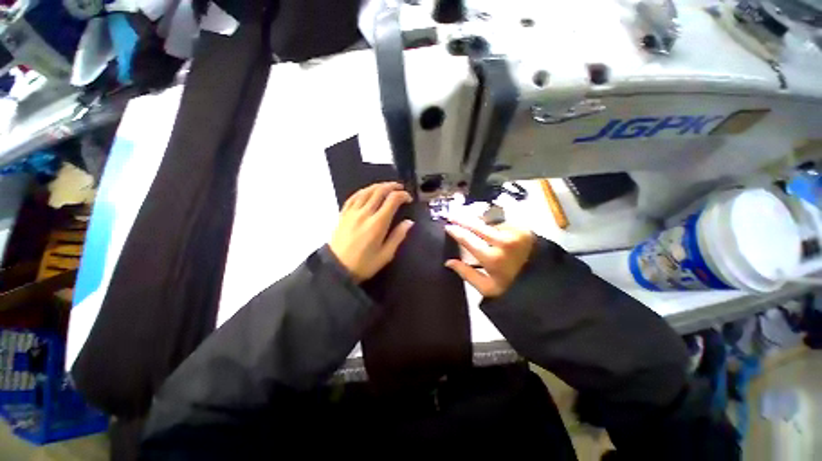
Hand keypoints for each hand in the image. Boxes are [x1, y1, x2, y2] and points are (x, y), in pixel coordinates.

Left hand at [330, 182, 414, 282]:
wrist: (336, 268)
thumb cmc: (364, 264)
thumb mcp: (385, 255)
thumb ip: (398, 236)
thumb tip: (409, 222)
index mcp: (378, 223)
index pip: (392, 200)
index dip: (402, 195)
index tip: (408, 198)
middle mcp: (365, 213)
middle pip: (379, 191)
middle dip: (392, 186)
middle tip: (400, 187)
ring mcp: (352, 212)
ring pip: (366, 191)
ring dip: (378, 186)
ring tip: (387, 186)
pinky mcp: (343, 213)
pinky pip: (354, 197)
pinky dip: (363, 191)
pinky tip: (368, 191)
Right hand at [444, 217, 534, 297]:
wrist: (545, 285)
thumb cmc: (513, 289)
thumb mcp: (487, 288)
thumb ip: (466, 273)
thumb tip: (448, 262)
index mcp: (493, 258)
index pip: (468, 240)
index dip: (456, 232)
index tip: (448, 227)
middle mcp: (504, 242)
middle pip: (478, 225)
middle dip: (463, 219)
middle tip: (452, 215)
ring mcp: (516, 233)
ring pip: (491, 223)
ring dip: (480, 223)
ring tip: (472, 224)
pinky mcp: (524, 230)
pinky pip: (503, 223)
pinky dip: (494, 225)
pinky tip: (490, 229)